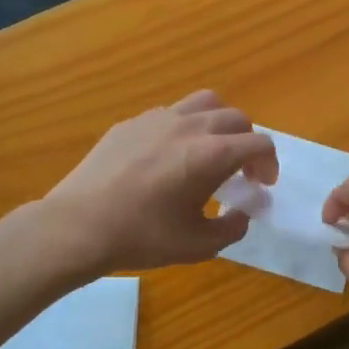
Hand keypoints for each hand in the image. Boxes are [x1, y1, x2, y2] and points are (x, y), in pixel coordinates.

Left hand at [44, 92, 277, 274]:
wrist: (79, 226)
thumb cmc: (143, 237)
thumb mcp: (198, 245)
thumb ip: (232, 227)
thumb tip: (242, 213)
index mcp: (212, 154)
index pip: (260, 143)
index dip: (270, 164)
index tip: (263, 185)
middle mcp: (191, 126)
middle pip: (236, 118)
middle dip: (248, 143)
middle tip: (241, 171)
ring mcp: (158, 119)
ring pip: (205, 102)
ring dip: (219, 123)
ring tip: (210, 149)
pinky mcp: (131, 122)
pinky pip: (171, 113)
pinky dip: (185, 127)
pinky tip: (169, 156)